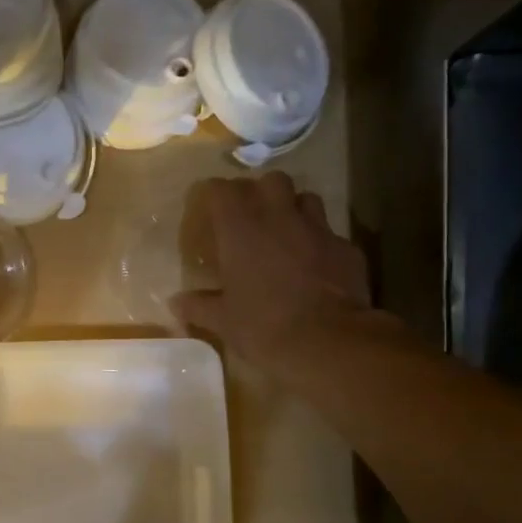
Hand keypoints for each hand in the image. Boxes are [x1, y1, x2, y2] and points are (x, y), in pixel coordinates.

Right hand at [171, 172, 390, 376]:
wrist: (328, 341)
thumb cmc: (263, 326)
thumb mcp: (223, 321)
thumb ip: (198, 306)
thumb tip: (175, 302)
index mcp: (242, 230)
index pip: (223, 190)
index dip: (214, 193)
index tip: (208, 206)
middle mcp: (280, 218)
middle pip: (271, 181)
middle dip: (259, 191)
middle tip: (250, 216)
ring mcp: (318, 230)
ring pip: (306, 199)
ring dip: (293, 210)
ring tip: (284, 233)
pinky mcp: (346, 248)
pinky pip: (329, 234)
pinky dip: (318, 242)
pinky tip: (314, 265)